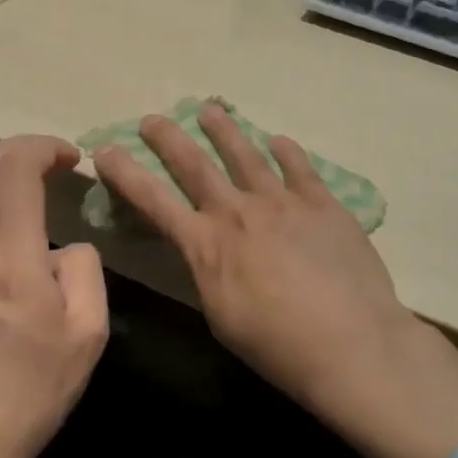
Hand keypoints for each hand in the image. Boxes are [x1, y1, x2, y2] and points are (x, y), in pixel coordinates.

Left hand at [0, 135, 109, 457]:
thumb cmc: (33, 392)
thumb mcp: (88, 334)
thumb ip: (84, 270)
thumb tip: (65, 245)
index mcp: (11, 262)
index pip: (15, 173)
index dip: (42, 149)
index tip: (71, 158)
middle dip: (18, 148)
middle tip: (51, 159)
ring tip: (27, 177)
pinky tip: (4, 216)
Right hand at [94, 102, 457, 457]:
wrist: (351, 342)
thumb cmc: (278, 346)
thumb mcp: (221, 316)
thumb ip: (209, 274)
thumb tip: (207, 251)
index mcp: (206, 245)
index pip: (153, 200)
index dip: (126, 173)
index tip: (105, 149)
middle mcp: (238, 212)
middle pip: (195, 165)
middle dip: (169, 139)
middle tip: (154, 118)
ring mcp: (282, 201)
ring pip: (246, 155)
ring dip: (224, 131)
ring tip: (210, 111)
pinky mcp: (322, 203)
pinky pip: (299, 167)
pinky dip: (286, 152)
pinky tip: (279, 141)